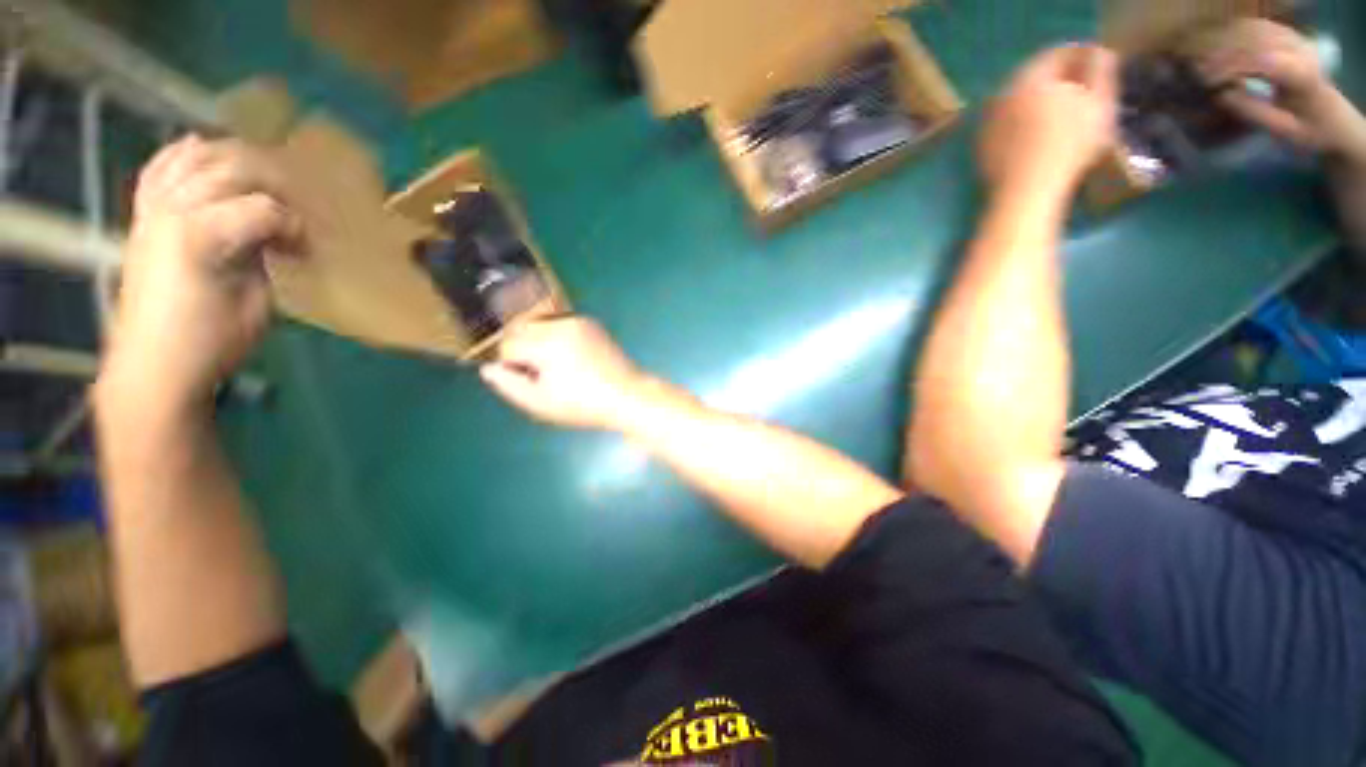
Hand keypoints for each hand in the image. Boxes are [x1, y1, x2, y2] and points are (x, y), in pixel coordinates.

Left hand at [100, 136, 301, 412]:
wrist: (153, 366)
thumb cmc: (212, 343)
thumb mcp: (255, 304)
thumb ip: (263, 257)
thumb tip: (274, 238)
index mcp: (201, 236)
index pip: (264, 208)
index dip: (295, 225)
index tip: (308, 249)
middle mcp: (172, 211)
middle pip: (229, 169)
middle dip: (272, 181)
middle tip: (296, 205)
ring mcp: (152, 211)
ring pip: (192, 158)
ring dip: (230, 157)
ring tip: (260, 171)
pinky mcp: (143, 219)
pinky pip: (158, 171)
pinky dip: (179, 154)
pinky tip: (198, 146)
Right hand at [480, 317, 647, 430]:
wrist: (628, 395)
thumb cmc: (584, 405)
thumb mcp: (541, 404)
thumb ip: (508, 385)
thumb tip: (488, 368)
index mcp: (547, 344)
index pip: (508, 345)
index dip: (511, 366)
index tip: (527, 382)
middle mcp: (561, 325)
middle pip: (521, 329)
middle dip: (522, 350)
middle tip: (540, 375)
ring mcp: (578, 321)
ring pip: (539, 324)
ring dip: (538, 342)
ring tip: (557, 368)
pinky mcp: (590, 323)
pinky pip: (559, 325)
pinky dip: (555, 337)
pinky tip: (571, 359)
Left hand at [981, 44, 1118, 197]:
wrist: (1025, 191)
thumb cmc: (1069, 144)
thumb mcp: (1099, 102)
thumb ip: (1100, 71)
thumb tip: (1099, 53)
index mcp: (1028, 76)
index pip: (1056, 54)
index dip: (1082, 56)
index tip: (1100, 65)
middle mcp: (1001, 95)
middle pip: (1034, 77)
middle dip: (1060, 80)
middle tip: (1084, 90)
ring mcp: (987, 123)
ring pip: (1019, 103)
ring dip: (1040, 103)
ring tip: (1065, 115)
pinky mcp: (981, 148)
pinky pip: (1007, 128)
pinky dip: (1023, 126)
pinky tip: (1040, 138)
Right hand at [1195, 19, 1365, 155]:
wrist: (1335, 120)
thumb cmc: (1307, 132)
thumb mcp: (1281, 130)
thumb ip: (1253, 112)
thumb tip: (1221, 95)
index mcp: (1303, 75)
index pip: (1261, 60)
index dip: (1230, 67)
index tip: (1204, 81)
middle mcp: (1301, 49)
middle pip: (1255, 39)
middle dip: (1223, 52)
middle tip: (1196, 69)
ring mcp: (1296, 39)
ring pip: (1253, 28)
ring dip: (1226, 40)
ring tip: (1202, 58)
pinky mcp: (1289, 36)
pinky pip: (1256, 26)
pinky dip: (1235, 32)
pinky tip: (1219, 46)